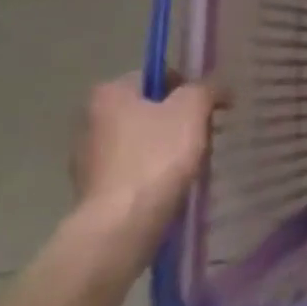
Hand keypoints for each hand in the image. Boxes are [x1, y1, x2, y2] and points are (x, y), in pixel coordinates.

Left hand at [70, 76, 215, 263]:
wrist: (120, 228)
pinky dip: (152, 177)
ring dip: (166, 150)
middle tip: (203, 137)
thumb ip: (207, 89)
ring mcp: (87, 160)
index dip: (187, 88)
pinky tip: (171, 189)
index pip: (156, 77)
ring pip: (141, 143)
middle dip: (177, 121)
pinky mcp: (93, 193)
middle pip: (148, 110)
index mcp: (109, 93)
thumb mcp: (192, 110)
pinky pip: (132, 174)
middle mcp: (90, 120)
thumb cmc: (155, 158)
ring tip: (191, 166)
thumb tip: (219, 87)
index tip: (207, 109)